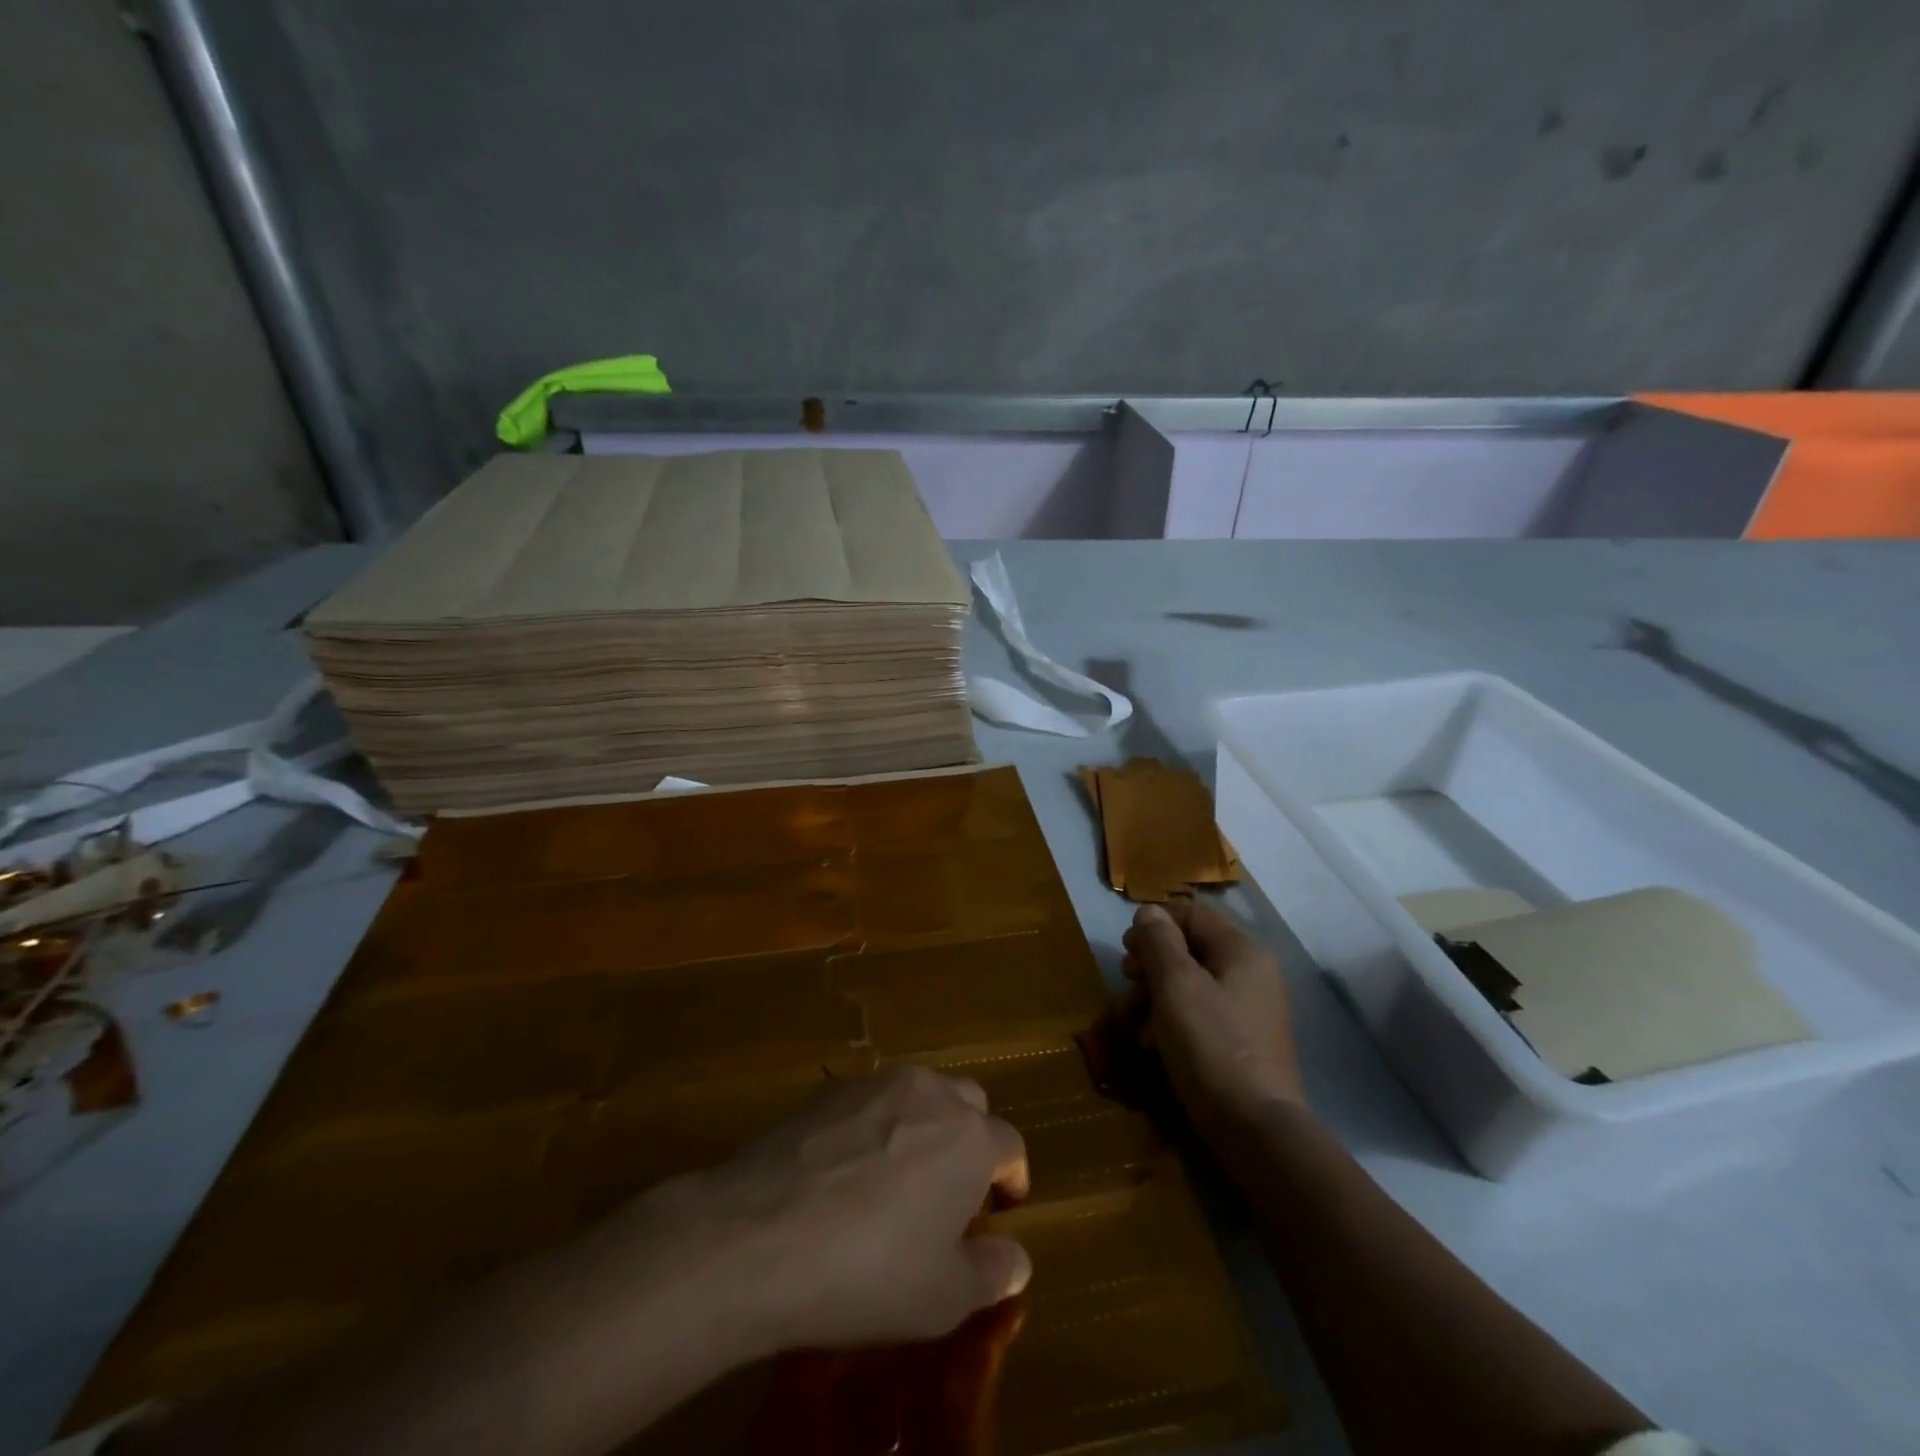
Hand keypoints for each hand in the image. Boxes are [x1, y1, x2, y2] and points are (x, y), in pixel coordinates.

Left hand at [657, 1065, 1031, 1354]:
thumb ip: (993, 1272)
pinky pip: (872, 1099)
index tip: (1000, 1209)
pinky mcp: (831, 1088)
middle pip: (969, 1104)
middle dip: (971, 1139)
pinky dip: (877, 1124)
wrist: (760, 1235)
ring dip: (924, 1125)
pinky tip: (849, 1168)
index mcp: (971, 1136)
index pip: (1010, 1146)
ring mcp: (877, 1082)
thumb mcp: (945, 1297)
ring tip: (899, 1175)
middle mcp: (931, 1092)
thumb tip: (1015, 1257)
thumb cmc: (868, 1271)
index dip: (1011, 1178)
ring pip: (920, 1093)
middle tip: (951, 1188)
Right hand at [1122, 899, 1304, 1132]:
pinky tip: (1153, 1044)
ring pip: (1191, 984)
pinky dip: (1173, 1021)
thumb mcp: (1175, 986)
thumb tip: (1148, 912)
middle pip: (1189, 949)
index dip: (1154, 924)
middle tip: (1127, 983)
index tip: (1127, 950)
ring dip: (1155, 996)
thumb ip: (1158, 942)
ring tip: (1133, 1021)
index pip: (1191, 913)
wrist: (1255, 1129)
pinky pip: (1201, 1014)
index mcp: (1241, 951)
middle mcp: (1252, 973)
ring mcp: (1250, 1009)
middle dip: (1151, 964)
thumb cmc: (1211, 1046)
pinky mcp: (1243, 1041)